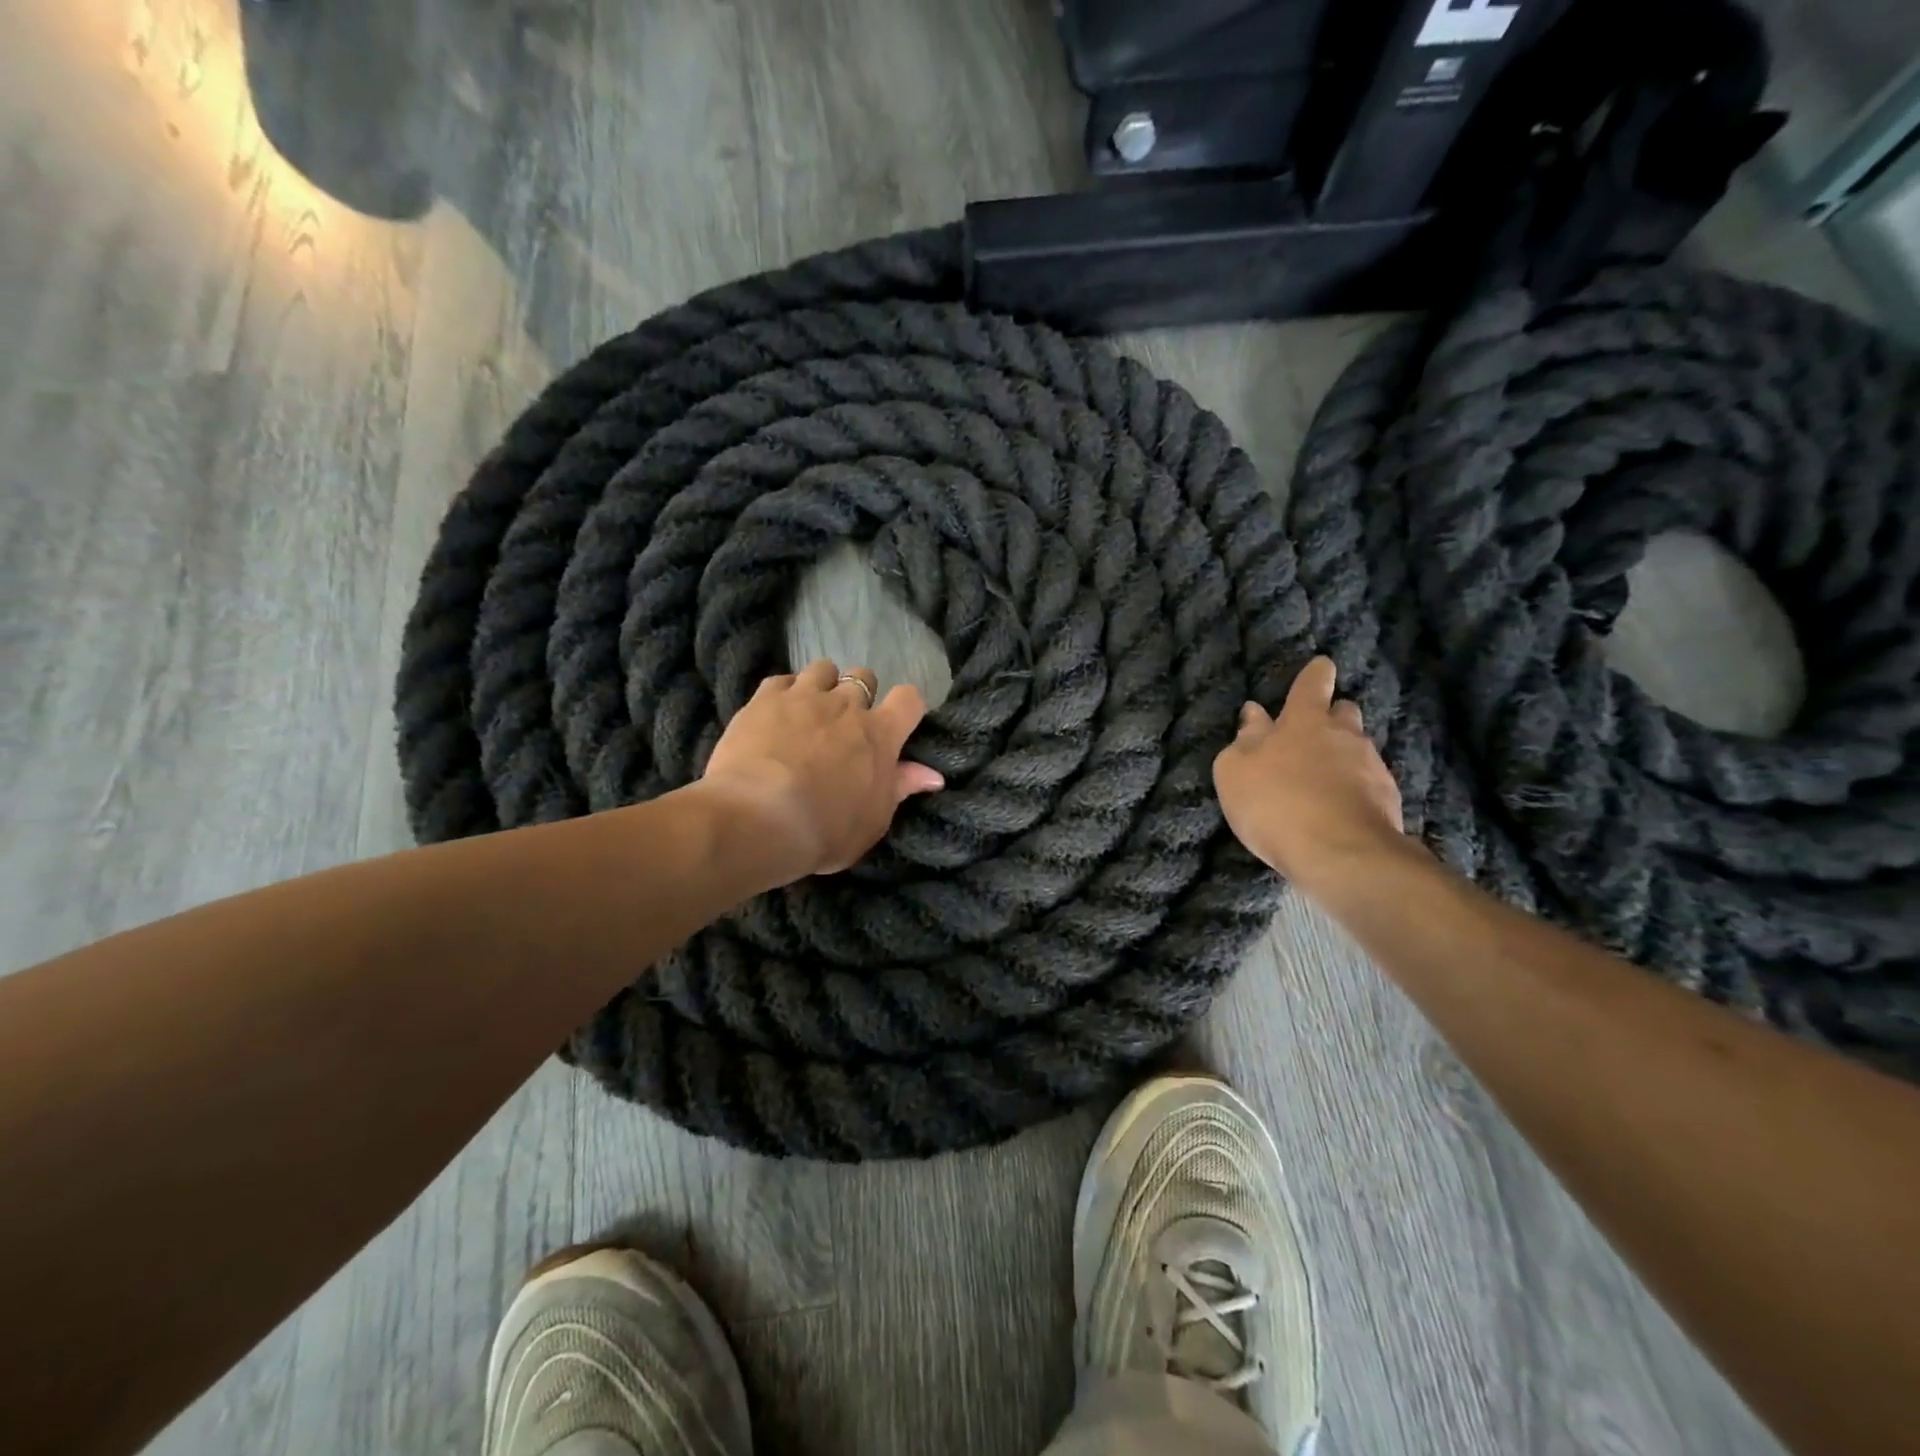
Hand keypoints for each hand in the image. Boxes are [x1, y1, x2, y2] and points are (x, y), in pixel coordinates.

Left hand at [698, 659, 944, 881]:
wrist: (758, 820)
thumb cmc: (825, 830)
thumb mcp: (873, 821)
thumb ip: (899, 789)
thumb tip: (933, 775)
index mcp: (880, 735)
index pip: (909, 699)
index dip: (906, 708)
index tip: (898, 724)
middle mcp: (846, 705)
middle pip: (863, 677)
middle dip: (859, 695)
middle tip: (845, 725)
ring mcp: (803, 697)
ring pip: (823, 669)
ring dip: (822, 685)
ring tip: (809, 711)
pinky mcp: (764, 699)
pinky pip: (781, 680)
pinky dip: (783, 692)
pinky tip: (775, 713)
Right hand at [1212, 656, 1412, 895]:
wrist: (1340, 854)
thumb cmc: (1276, 803)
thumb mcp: (1235, 771)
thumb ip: (1244, 740)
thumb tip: (1254, 714)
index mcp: (1304, 720)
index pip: (1312, 684)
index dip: (1315, 674)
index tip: (1320, 666)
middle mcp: (1344, 734)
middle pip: (1344, 711)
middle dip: (1331, 716)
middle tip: (1313, 733)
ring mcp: (1371, 766)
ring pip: (1358, 748)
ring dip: (1343, 756)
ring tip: (1323, 779)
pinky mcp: (1388, 799)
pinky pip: (1368, 783)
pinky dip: (1355, 789)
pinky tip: (1339, 808)